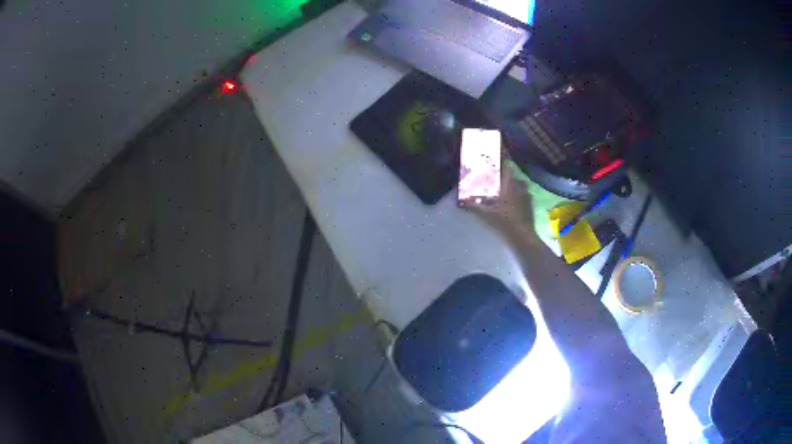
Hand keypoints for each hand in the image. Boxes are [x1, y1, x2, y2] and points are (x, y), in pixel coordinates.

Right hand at [467, 162, 537, 241]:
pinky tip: (513, 205)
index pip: (507, 167)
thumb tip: (458, 201)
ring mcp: (527, 197)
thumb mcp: (485, 215)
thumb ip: (472, 206)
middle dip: (506, 177)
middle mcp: (520, 188)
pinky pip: (524, 197)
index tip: (496, 159)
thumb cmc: (504, 223)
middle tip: (497, 180)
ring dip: (514, 187)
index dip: (502, 161)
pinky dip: (519, 198)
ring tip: (505, 192)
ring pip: (521, 186)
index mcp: (509, 185)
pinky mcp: (531, 207)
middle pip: (513, 176)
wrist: (523, 238)